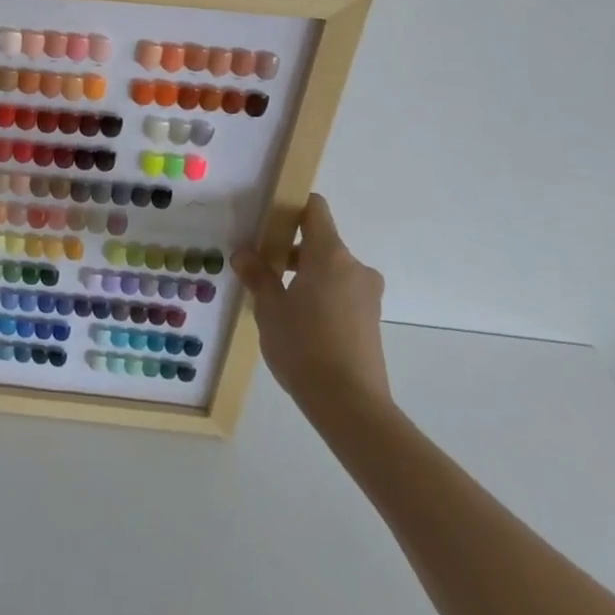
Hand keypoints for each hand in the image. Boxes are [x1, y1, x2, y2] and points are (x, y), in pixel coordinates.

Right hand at [232, 193, 392, 425]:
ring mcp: (367, 296)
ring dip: (306, 275)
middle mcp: (354, 267)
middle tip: (262, 266)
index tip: (267, 221)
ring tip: (276, 299)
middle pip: (321, 241)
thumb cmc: (304, 345)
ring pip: (331, 270)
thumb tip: (244, 253)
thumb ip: (258, 275)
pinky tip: (298, 323)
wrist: (351, 407)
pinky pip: (341, 294)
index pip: (315, 209)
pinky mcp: (371, 322)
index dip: (291, 208)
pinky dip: (320, 296)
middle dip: (292, 249)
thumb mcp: (269, 308)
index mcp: (330, 254)